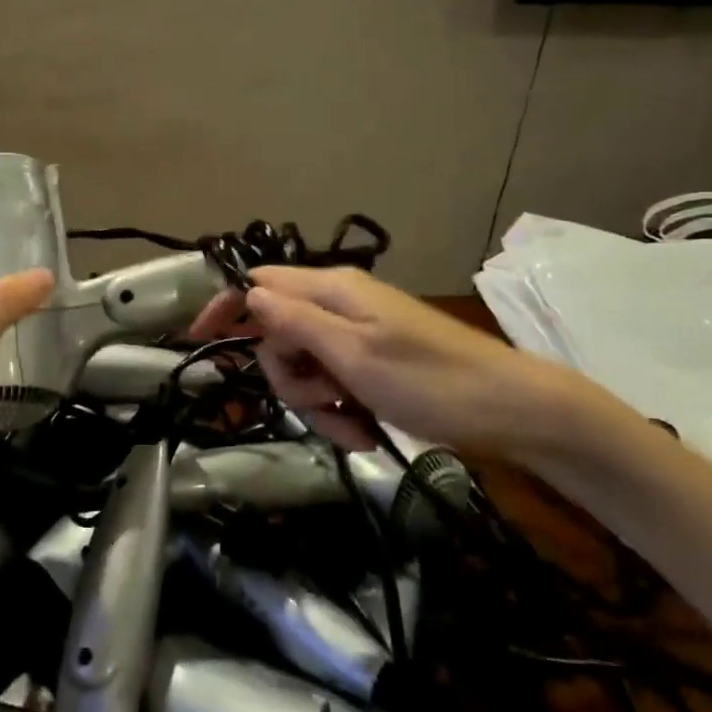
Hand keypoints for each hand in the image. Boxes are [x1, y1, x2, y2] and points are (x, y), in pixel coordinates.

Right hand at [192, 266, 613, 468]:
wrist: (513, 411)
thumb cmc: (432, 381)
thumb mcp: (354, 354)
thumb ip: (295, 321)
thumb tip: (248, 294)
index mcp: (332, 290)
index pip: (259, 283)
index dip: (225, 307)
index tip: (198, 340)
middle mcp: (340, 304)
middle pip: (277, 332)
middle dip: (288, 376)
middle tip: (320, 402)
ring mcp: (357, 334)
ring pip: (304, 364)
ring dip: (316, 401)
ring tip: (352, 424)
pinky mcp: (373, 361)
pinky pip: (333, 381)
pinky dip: (339, 408)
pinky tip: (364, 428)